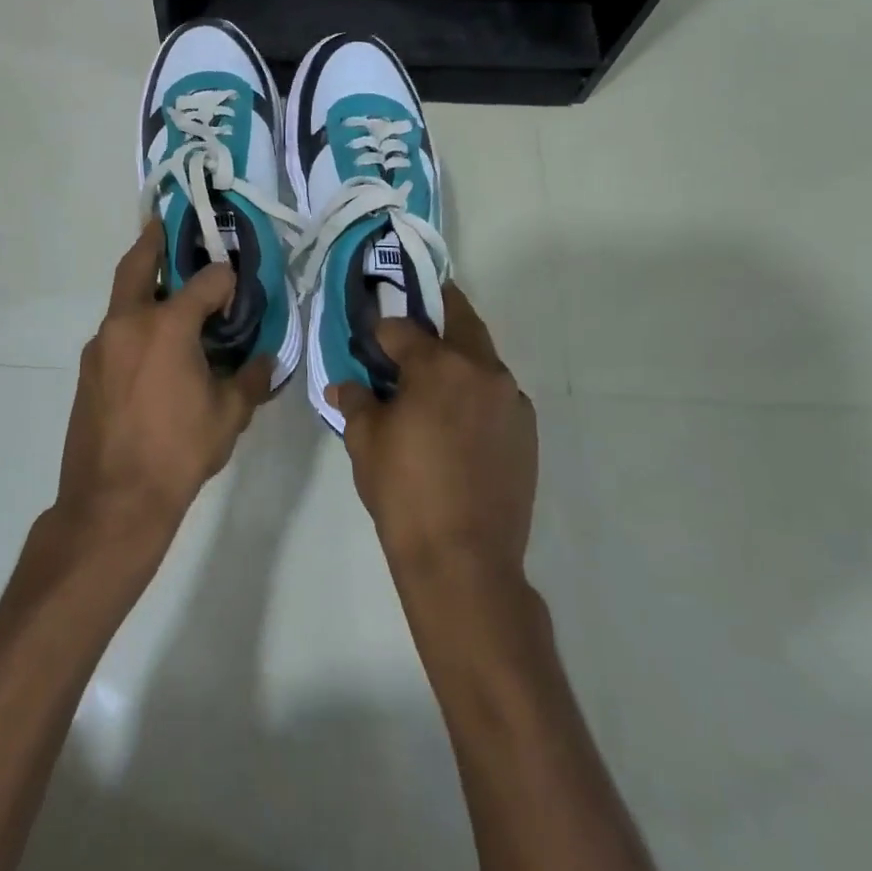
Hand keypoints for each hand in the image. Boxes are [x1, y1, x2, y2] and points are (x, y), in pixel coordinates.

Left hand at [55, 220, 275, 549]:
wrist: (112, 502)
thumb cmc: (178, 453)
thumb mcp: (228, 416)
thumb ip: (251, 380)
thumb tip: (266, 360)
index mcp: (167, 326)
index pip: (206, 281)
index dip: (226, 279)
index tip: (238, 287)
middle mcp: (129, 322)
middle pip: (139, 264)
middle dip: (154, 240)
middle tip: (165, 223)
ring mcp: (102, 344)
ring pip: (123, 297)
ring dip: (144, 283)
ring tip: (169, 288)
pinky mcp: (88, 368)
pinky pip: (116, 329)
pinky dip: (135, 320)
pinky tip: (154, 345)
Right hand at [330, 284, 537, 579]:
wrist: (464, 559)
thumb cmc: (404, 493)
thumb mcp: (365, 442)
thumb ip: (356, 402)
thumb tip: (345, 386)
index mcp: (438, 365)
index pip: (402, 328)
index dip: (381, 331)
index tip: (370, 340)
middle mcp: (481, 370)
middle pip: (460, 320)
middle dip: (437, 311)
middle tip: (416, 316)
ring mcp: (511, 399)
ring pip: (482, 357)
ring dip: (459, 354)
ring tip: (434, 377)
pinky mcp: (526, 429)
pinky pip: (497, 392)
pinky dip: (476, 389)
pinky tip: (458, 418)